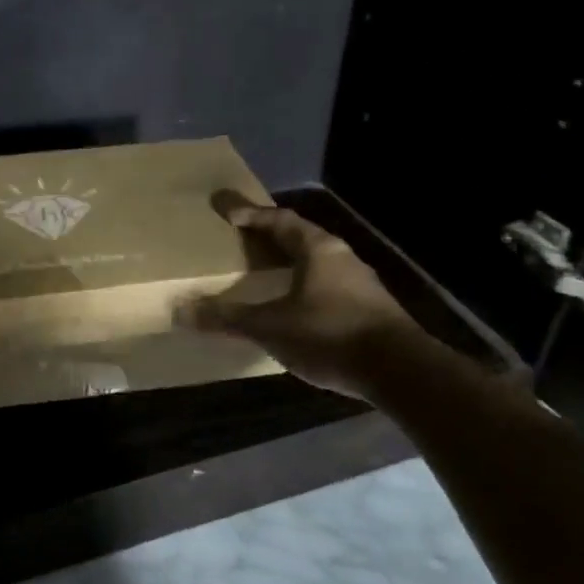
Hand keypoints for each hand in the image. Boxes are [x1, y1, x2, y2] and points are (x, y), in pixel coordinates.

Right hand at [186, 201, 421, 399]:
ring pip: (317, 264)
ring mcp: (361, 285)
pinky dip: (305, 289)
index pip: (281, 220)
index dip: (253, 214)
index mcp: (318, 250)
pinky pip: (328, 287)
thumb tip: (182, 311)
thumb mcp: (271, 327)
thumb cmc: (330, 334)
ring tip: (266, 274)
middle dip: (271, 238)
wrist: (400, 371)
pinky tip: (294, 309)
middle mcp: (343, 258)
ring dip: (291, 265)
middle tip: (244, 239)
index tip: (228, 212)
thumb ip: (228, 318)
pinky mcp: (370, 311)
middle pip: (301, 238)